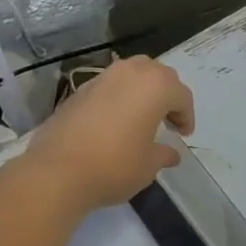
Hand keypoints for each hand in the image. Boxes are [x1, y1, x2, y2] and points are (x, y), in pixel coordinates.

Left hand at [24, 57, 194, 212]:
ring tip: (142, 116)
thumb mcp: (149, 165)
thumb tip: (171, 154)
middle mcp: (129, 73)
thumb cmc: (115, 166)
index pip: (181, 95)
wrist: (58, 172)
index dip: (187, 115)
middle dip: (167, 95)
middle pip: (158, 75)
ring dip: (142, 91)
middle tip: (168, 120)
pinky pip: (109, 86)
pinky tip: (115, 122)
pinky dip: (119, 97)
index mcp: (155, 87)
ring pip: (131, 74)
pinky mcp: (78, 90)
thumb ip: (164, 154)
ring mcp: (101, 78)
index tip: (183, 135)